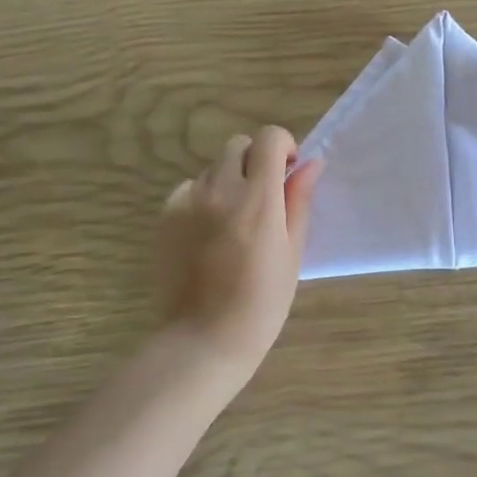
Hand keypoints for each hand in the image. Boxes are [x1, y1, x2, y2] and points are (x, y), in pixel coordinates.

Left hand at [156, 127, 322, 376]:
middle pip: (238, 145)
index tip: (288, 172)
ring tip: (234, 221)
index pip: (269, 138)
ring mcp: (188, 201)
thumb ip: (299, 201)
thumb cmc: (262, 302)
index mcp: (258, 198)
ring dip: (229, 180)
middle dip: (256, 160)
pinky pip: (189, 189)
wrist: (204, 339)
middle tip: (264, 196)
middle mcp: (220, 189)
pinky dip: (203, 198)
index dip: (283, 146)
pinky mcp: (166, 216)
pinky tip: (209, 234)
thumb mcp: (292, 252)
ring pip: (213, 168)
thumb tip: (310, 164)